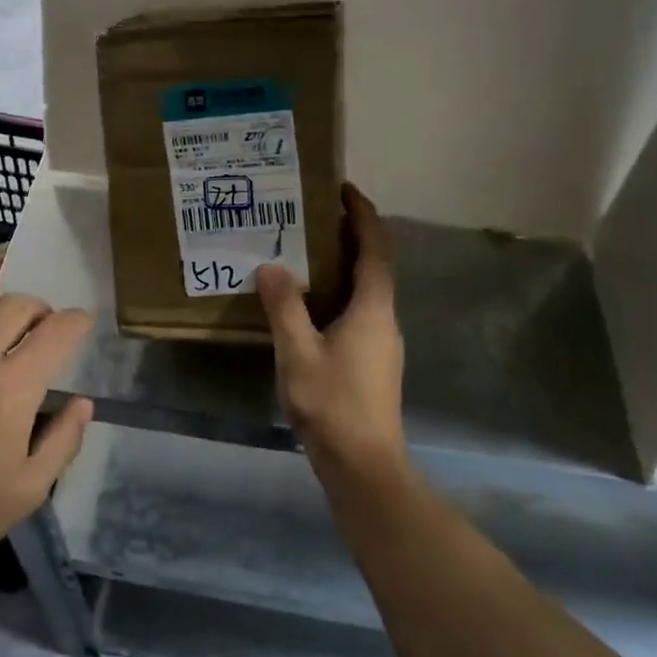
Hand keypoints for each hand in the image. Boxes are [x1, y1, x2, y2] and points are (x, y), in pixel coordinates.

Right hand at [257, 184, 407, 482]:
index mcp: (373, 309)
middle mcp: (384, 319)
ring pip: (365, 291)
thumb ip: (284, 307)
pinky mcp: (372, 363)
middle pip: (373, 265)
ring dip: (341, 267)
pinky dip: (336, 294)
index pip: (376, 248)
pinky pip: (357, 312)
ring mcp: (381, 343)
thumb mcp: (298, 353)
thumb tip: (272, 266)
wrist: (364, 466)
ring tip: (302, 255)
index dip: (363, 215)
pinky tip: (306, 305)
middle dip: (348, 236)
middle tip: (310, 218)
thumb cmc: (333, 404)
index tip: (343, 189)